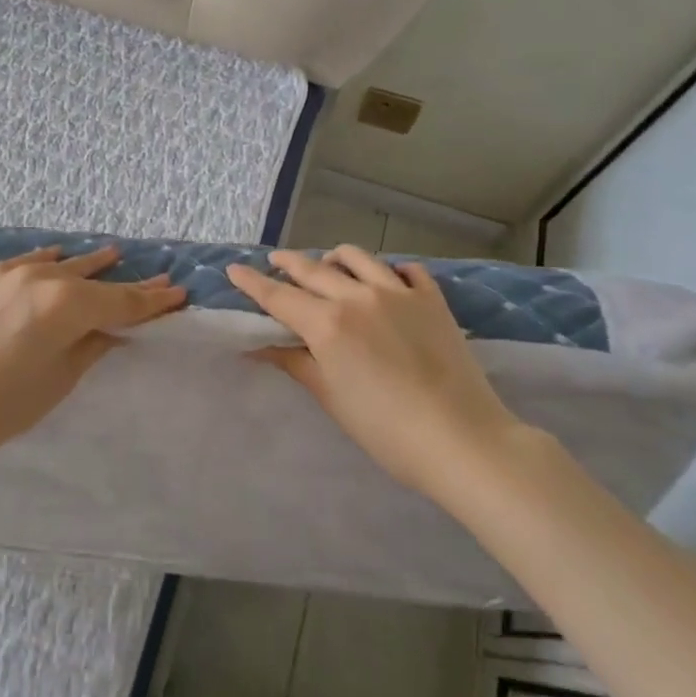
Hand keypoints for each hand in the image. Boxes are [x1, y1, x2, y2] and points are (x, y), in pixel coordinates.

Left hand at [0, 245, 185, 465]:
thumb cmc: (2, 406)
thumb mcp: (59, 380)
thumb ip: (91, 346)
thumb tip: (112, 330)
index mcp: (67, 305)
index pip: (121, 302)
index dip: (152, 302)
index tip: (178, 293)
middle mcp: (43, 278)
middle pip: (95, 281)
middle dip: (128, 284)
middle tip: (159, 279)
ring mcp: (12, 274)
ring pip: (63, 264)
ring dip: (90, 265)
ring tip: (114, 254)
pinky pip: (30, 261)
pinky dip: (50, 260)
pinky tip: (59, 255)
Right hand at [227, 246, 522, 505]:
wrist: (461, 439)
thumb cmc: (386, 430)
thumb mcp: (332, 398)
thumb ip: (296, 363)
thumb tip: (261, 348)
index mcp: (328, 323)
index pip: (279, 296)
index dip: (253, 282)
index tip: (234, 269)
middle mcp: (357, 296)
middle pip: (313, 269)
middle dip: (288, 263)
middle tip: (274, 261)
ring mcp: (398, 292)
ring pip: (357, 257)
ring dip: (334, 258)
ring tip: (328, 265)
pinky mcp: (431, 299)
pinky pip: (405, 269)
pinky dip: (389, 270)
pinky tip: (387, 280)